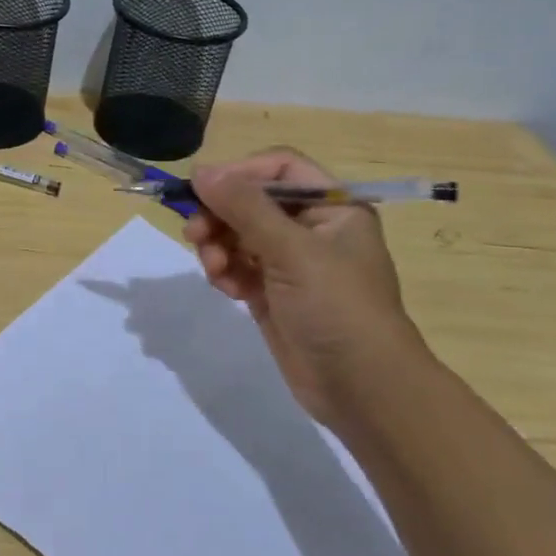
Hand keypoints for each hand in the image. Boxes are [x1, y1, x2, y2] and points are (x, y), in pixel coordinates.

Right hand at [184, 149, 428, 423]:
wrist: (361, 386)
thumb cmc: (336, 306)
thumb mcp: (292, 250)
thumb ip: (244, 207)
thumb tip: (201, 171)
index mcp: (332, 207)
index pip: (280, 169)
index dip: (240, 174)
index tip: (202, 190)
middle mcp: (312, 229)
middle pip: (252, 203)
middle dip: (221, 216)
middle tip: (194, 234)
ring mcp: (291, 264)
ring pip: (239, 236)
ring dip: (218, 247)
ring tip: (214, 269)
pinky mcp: (272, 294)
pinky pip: (238, 268)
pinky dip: (226, 273)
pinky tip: (225, 288)